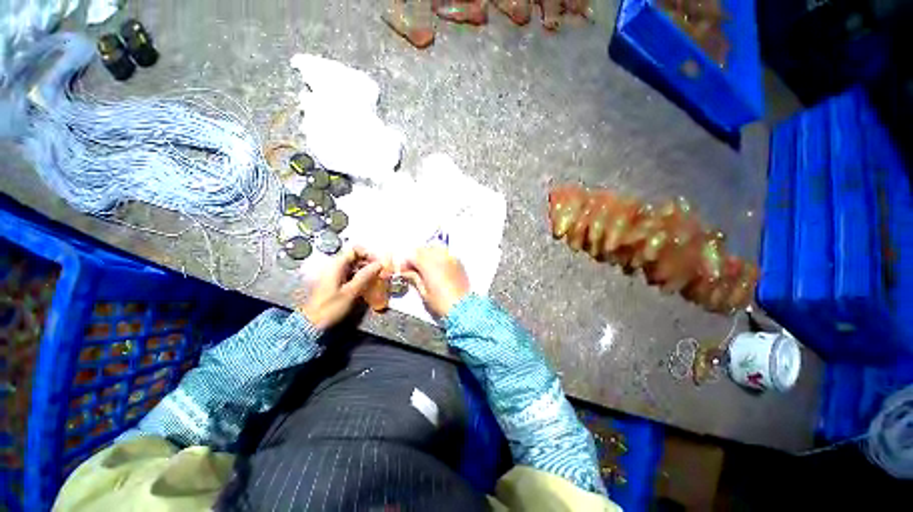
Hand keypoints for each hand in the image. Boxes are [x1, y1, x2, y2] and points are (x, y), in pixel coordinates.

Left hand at [297, 247, 382, 329]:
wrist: (311, 324)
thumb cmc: (330, 307)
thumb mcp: (350, 292)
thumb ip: (365, 276)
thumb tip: (379, 264)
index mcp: (336, 265)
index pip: (354, 250)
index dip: (368, 253)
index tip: (378, 263)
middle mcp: (335, 267)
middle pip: (355, 257)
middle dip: (369, 262)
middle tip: (381, 271)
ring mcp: (335, 275)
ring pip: (354, 266)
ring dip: (367, 269)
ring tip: (378, 278)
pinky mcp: (336, 283)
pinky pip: (351, 274)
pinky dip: (361, 276)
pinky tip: (369, 284)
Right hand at [402, 245, 469, 317]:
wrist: (464, 308)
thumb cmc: (441, 303)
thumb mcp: (424, 292)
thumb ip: (414, 278)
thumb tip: (406, 272)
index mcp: (429, 264)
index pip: (412, 255)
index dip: (405, 262)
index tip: (403, 271)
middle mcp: (440, 256)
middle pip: (423, 249)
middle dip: (416, 257)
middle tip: (413, 270)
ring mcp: (451, 257)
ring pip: (435, 249)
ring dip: (427, 256)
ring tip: (425, 269)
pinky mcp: (458, 262)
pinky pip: (445, 254)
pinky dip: (438, 257)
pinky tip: (437, 268)